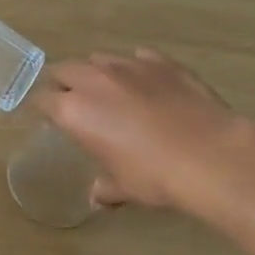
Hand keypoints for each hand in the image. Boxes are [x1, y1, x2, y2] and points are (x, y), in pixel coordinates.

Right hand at [36, 49, 254, 223]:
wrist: (211, 156)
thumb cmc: (155, 176)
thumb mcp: (124, 187)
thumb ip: (105, 187)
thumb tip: (97, 197)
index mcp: (74, 111)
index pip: (43, 100)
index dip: (44, 108)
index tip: (49, 118)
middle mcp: (95, 81)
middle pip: (65, 69)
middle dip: (64, 83)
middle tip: (74, 101)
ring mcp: (130, 66)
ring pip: (100, 58)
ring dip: (97, 72)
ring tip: (110, 90)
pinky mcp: (163, 62)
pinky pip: (139, 57)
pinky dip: (136, 68)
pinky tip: (146, 83)